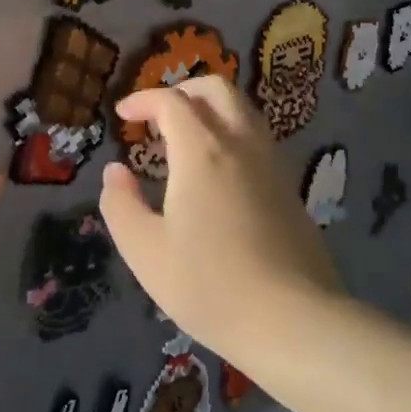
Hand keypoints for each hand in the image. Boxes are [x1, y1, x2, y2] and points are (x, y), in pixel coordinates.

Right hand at [98, 75, 339, 359]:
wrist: (294, 321)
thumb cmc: (209, 284)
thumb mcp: (145, 251)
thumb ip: (121, 205)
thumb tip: (116, 172)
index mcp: (202, 151)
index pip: (171, 101)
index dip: (143, 100)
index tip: (123, 115)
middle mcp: (242, 144)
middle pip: (217, 89)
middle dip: (182, 91)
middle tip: (157, 116)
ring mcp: (273, 164)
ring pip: (243, 111)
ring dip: (210, 110)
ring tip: (184, 143)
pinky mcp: (290, 189)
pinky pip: (257, 138)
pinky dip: (231, 134)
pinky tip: (216, 174)